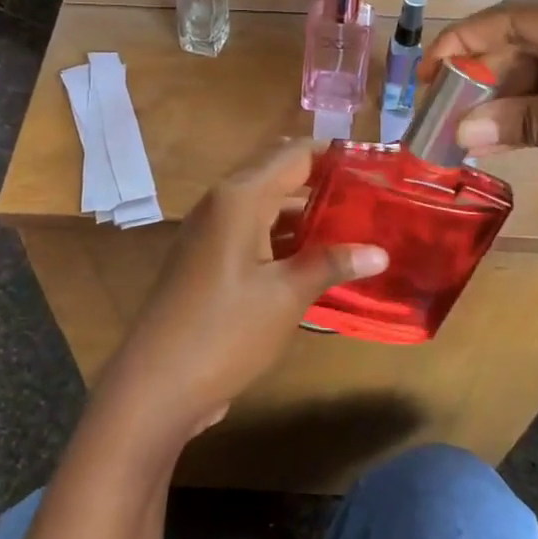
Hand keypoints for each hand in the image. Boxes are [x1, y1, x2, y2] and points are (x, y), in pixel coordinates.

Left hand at [94, 141, 387, 440]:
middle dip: (325, 187)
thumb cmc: (225, 330)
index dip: (334, 156)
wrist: (156, 384)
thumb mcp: (286, 296)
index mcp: (239, 198)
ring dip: (307, 218)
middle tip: (373, 200)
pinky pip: (253, 236)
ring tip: (357, 229)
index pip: (294, 154)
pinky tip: (318, 261)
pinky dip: (285, 241)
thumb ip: (331, 264)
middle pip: (280, 178)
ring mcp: (211, 234)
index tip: (375, 168)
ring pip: (267, 210)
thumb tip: (380, 252)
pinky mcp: (208, 261)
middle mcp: (222, 204)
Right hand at [423, 0, 537, 295]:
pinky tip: (509, 133)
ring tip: (468, 128)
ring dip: (506, 91)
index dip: (464, 40)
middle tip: (439, 110)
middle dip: (481, 69)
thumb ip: (532, 126)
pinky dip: (536, 107)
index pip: (521, 16)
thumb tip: (460, 126)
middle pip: (531, 36)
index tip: (423, 74)